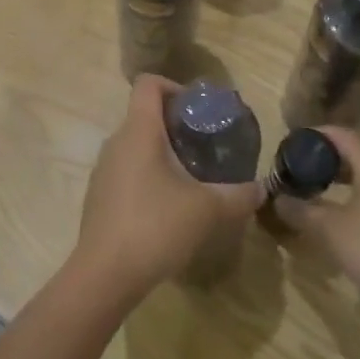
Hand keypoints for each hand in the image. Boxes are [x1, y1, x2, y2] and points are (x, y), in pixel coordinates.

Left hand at [73, 76, 264, 301]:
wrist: (104, 275)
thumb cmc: (156, 227)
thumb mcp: (208, 210)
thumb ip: (238, 195)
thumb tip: (261, 189)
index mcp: (139, 131)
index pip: (148, 83)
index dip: (174, 86)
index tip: (198, 111)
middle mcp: (116, 142)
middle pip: (144, 115)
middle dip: (176, 125)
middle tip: (205, 148)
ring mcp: (103, 170)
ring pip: (135, 145)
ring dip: (162, 153)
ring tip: (191, 179)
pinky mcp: (99, 196)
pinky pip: (126, 171)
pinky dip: (148, 176)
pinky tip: (167, 208)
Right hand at [272, 126, 359, 320]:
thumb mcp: (329, 229)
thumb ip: (300, 209)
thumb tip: (277, 199)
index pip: (340, 134)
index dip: (313, 136)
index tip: (289, 147)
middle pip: (356, 149)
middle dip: (326, 157)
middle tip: (299, 169)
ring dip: (343, 175)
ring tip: (317, 189)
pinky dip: (359, 190)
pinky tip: (344, 211)